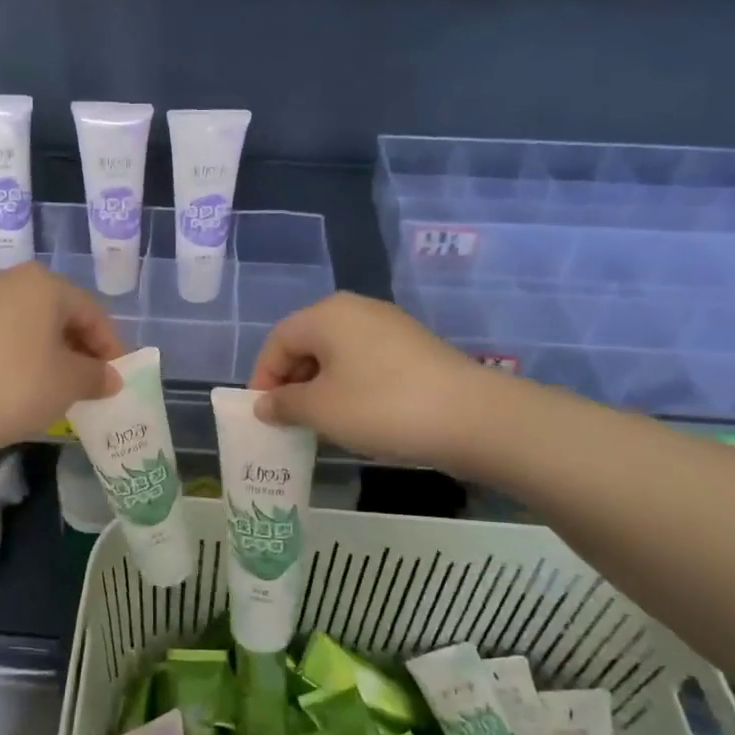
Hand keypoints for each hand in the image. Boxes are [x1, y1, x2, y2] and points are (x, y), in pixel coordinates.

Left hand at [0, 263, 123, 456]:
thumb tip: (110, 377)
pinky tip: (16, 387)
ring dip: (46, 353)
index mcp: (43, 284)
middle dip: (78, 348)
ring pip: (26, 325)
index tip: (116, 377)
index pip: (91, 312)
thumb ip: (96, 376)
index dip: (110, 346)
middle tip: (89, 382)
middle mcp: (8, 281)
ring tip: (54, 387)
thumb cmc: (13, 386)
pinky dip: (16, 357)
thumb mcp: (68, 384)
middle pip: (57, 314)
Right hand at [250, 292, 505, 470]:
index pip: (277, 341)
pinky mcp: (413, 348)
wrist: (471, 417)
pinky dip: (350, 386)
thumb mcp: (320, 410)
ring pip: (336, 355)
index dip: (263, 378)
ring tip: (321, 424)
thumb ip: (283, 404)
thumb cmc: (381, 407)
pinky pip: (365, 362)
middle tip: (289, 421)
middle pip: (307, 344)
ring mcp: (389, 326)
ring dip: (320, 388)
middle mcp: (355, 310)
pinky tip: (357, 417)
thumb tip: (264, 405)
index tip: (263, 414)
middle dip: (292, 383)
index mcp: (326, 315)